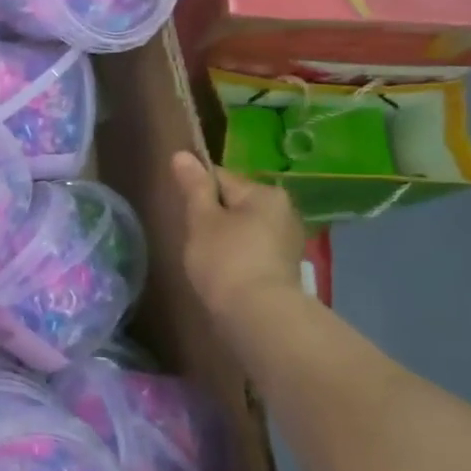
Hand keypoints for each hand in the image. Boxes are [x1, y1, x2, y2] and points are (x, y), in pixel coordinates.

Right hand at [171, 153, 305, 317]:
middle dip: (213, 216)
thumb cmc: (225, 259)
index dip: (197, 191)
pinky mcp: (285, 269)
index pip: (221, 177)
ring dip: (225, 238)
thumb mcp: (201, 218)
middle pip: (235, 203)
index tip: (183, 212)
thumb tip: (183, 154)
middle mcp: (284, 211)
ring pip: (244, 228)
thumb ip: (194, 186)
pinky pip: (253, 250)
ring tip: (206, 259)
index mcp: (265, 193)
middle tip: (193, 238)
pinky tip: (224, 273)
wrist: (259, 316)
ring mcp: (288, 241)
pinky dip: (237, 257)